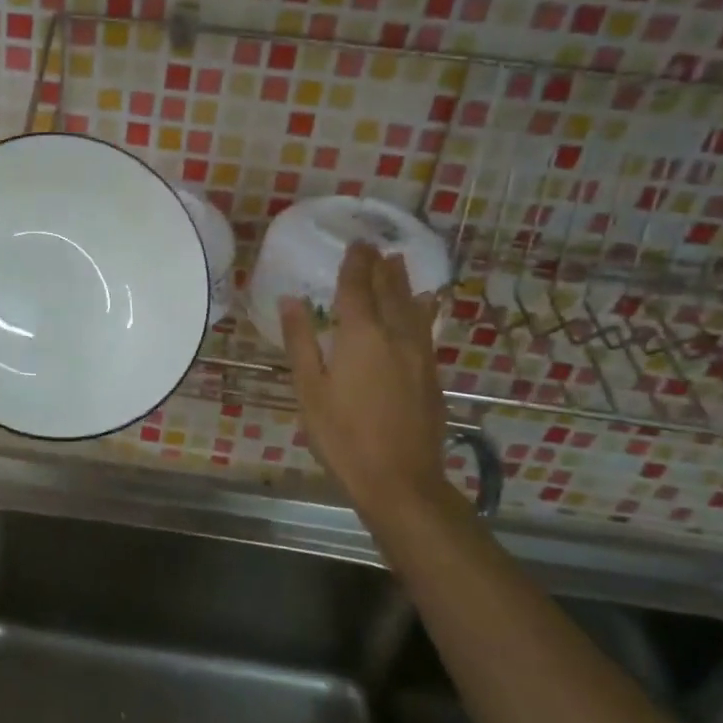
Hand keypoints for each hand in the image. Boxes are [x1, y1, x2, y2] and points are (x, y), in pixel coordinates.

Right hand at [280, 242, 451, 516]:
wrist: (400, 480)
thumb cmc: (343, 436)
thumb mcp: (309, 389)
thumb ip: (301, 341)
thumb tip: (291, 299)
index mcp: (360, 336)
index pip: (358, 288)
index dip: (356, 263)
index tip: (356, 243)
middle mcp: (395, 336)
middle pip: (389, 292)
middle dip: (380, 268)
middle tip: (376, 247)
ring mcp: (418, 355)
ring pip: (412, 307)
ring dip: (404, 283)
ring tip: (400, 263)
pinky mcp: (431, 375)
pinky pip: (426, 328)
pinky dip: (423, 309)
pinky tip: (426, 305)